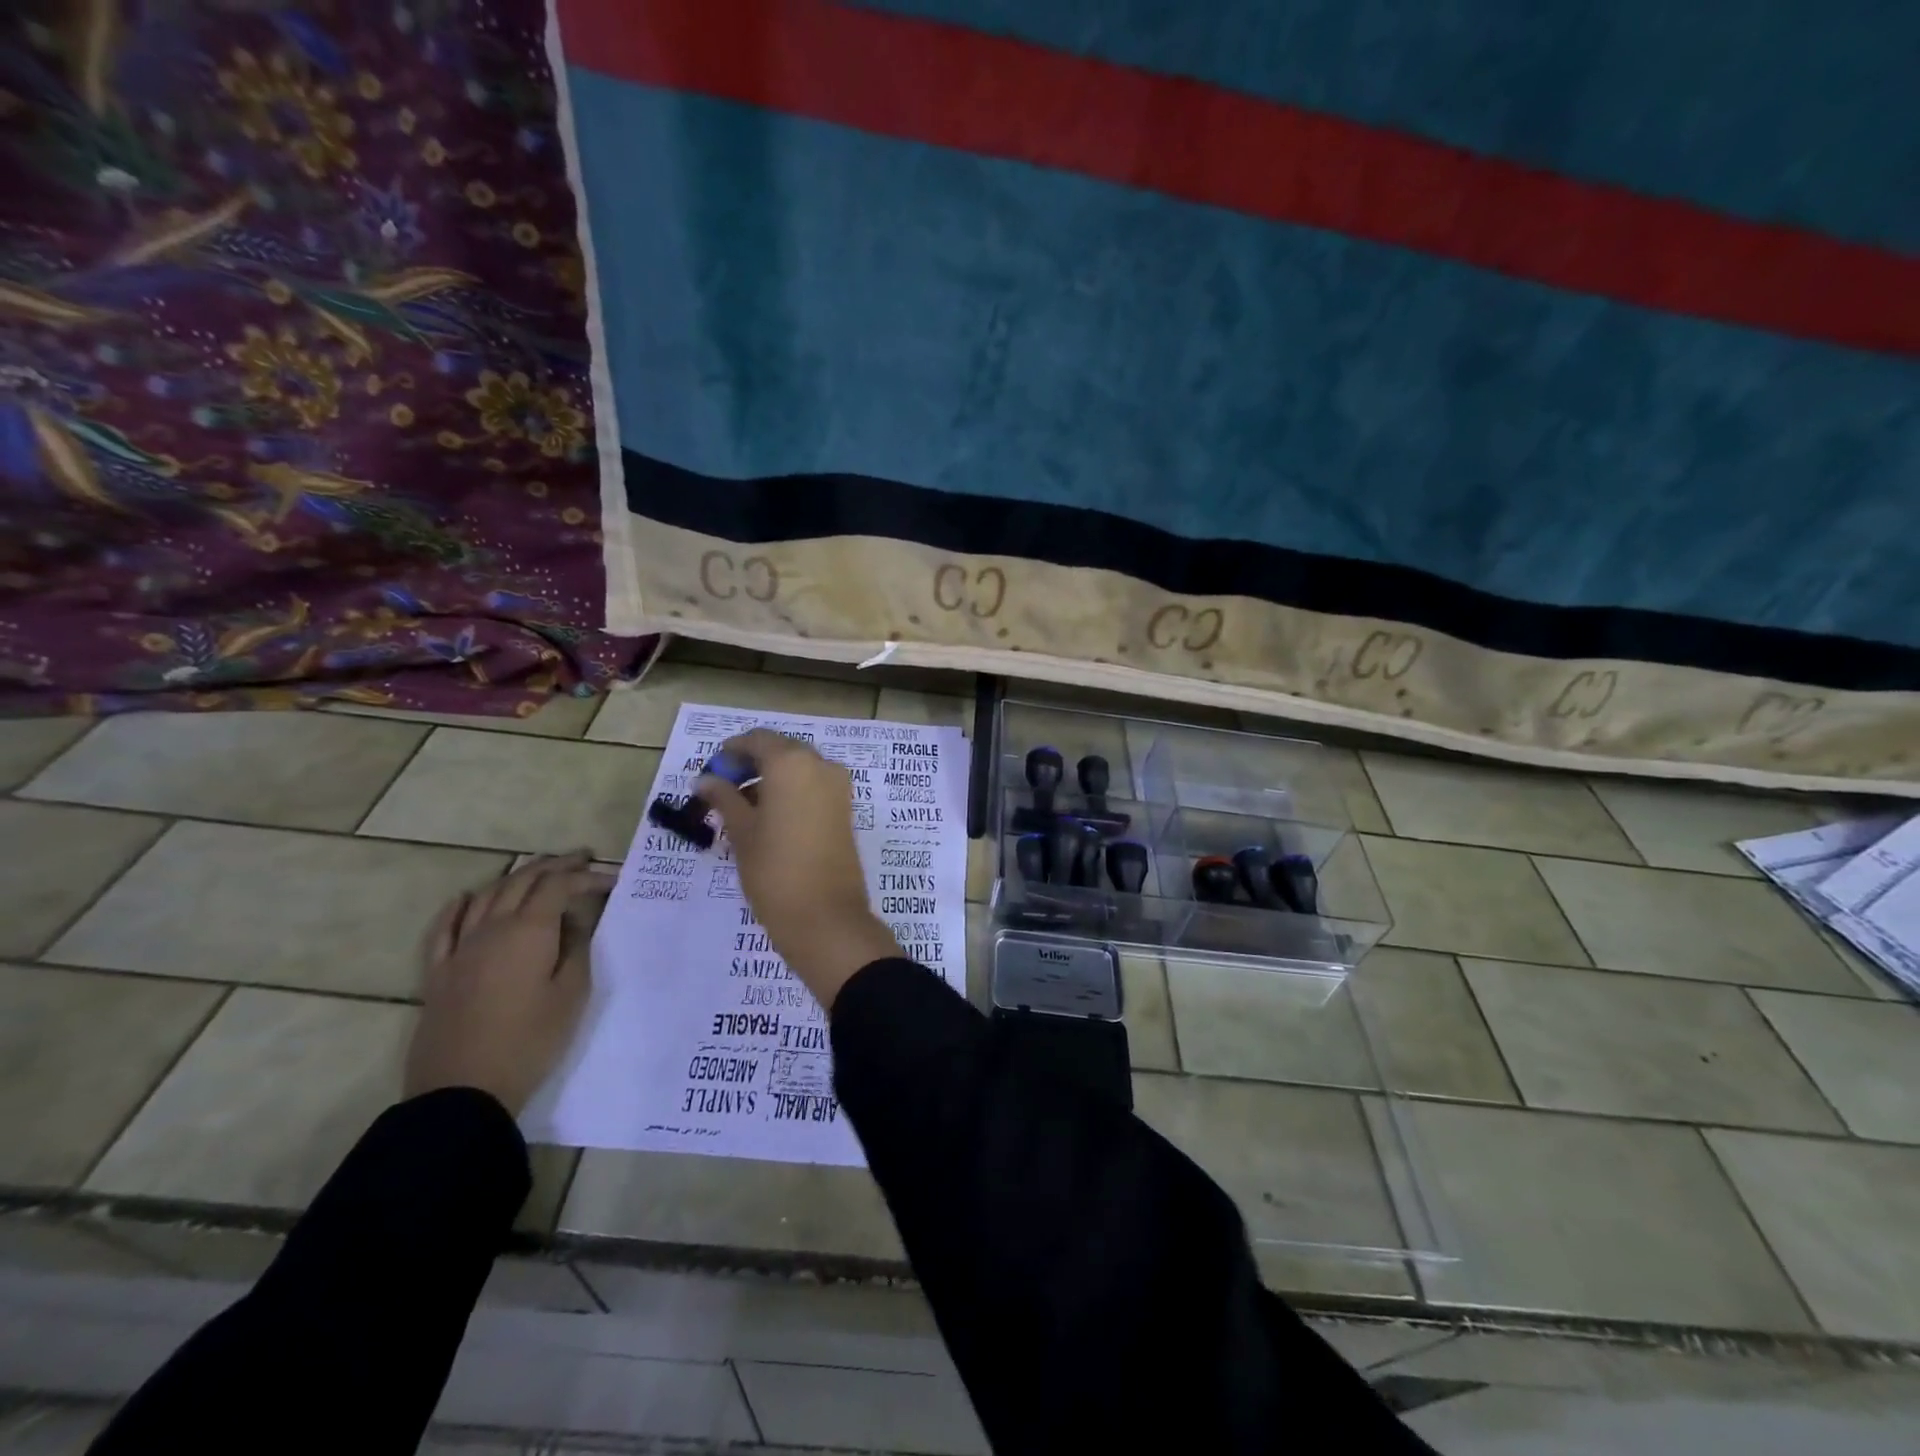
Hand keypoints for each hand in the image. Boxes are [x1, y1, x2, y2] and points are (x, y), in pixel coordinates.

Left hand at [404, 851, 611, 1114]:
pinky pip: (445, 927)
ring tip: (540, 872)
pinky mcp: (438, 973)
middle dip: (555, 865)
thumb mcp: (571, 994)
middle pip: (522, 881)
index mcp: (528, 931)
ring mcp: (460, 949)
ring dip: (516, 877)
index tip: (611, 879)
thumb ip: (577, 948)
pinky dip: (459, 906)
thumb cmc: (530, 1041)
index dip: (586, 876)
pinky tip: (468, 898)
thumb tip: (575, 920)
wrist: (463, 1091)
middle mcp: (491, 929)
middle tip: (581, 859)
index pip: (558, 886)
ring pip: (487, 896)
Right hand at [696, 729, 899, 1008]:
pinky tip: (768, 817)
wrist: (825, 916)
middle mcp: (821, 765)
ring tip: (740, 808)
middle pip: (781, 751)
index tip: (711, 771)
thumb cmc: (774, 870)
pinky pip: (813, 786)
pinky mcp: (846, 808)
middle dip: (751, 764)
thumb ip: (724, 799)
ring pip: (799, 769)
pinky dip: (791, 791)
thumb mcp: (741, 832)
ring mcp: (838, 786)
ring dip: (771, 779)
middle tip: (723, 789)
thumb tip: (706, 780)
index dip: (731, 751)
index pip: (758, 740)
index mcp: (792, 762)